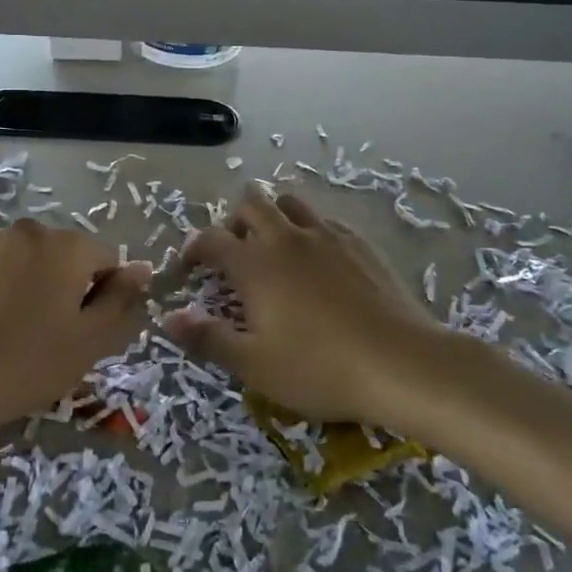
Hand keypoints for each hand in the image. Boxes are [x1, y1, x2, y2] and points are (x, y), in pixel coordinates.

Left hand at [0, 219, 149, 434]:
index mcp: (68, 246)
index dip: (102, 293)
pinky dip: (2, 282)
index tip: (83, 327)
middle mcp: (31, 230)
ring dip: (34, 280)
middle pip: (67, 254)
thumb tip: (141, 268)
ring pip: (30, 257)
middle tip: (51, 329)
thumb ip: (122, 299)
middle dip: (67, 283)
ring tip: (17, 324)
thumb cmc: (31, 361)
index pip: (106, 259)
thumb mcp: (91, 339)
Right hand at [163, 190, 433, 423]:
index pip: (211, 239)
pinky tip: (318, 260)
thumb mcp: (254, 366)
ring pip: (290, 203)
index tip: (190, 265)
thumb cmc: (320, 368)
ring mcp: (326, 236)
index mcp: (255, 264)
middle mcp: (286, 238)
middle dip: (234, 221)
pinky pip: (325, 220)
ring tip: (275, 248)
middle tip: (235, 253)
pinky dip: (310, 230)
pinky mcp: (359, 243)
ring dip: (274, 216)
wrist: (401, 363)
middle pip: (251, 204)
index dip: (194, 248)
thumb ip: (208, 338)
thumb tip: (170, 318)